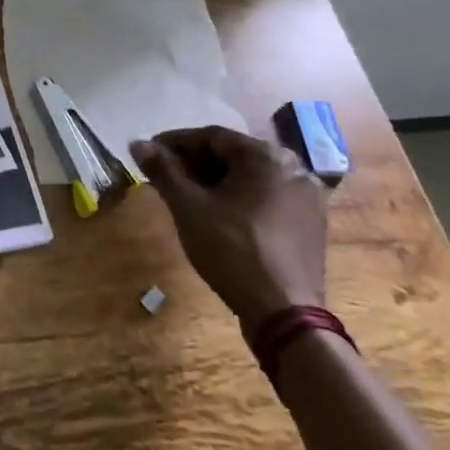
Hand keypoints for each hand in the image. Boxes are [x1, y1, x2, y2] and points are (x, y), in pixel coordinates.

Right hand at [131, 125, 328, 333]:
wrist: (284, 313)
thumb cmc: (232, 249)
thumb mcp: (188, 206)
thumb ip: (163, 170)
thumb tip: (137, 144)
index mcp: (267, 156)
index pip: (212, 136)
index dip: (175, 143)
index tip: (149, 154)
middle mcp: (294, 168)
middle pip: (233, 155)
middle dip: (195, 163)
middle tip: (164, 176)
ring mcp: (308, 197)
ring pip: (251, 177)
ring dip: (216, 180)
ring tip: (186, 195)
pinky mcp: (311, 223)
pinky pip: (267, 196)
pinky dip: (239, 197)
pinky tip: (218, 213)